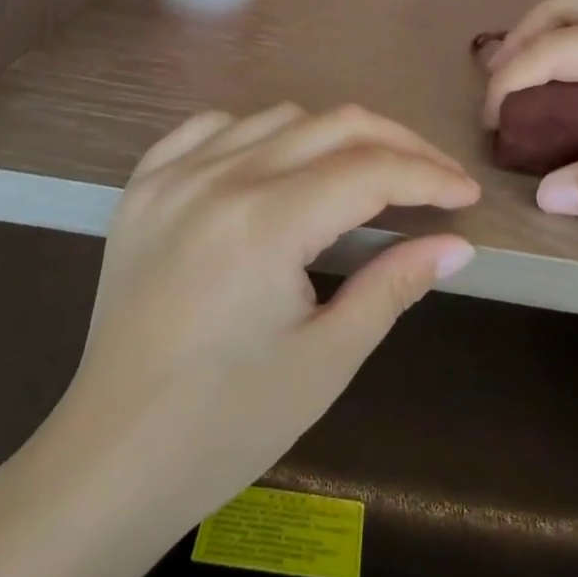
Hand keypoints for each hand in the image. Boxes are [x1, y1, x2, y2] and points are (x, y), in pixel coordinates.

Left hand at [37, 103, 479, 546]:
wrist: (111, 458)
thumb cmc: (227, 424)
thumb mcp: (327, 360)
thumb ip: (394, 286)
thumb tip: (455, 244)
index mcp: (265, 223)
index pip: (370, 171)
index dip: (428, 176)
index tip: (466, 193)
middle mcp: (219, 178)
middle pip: (333, 126)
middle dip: (397, 145)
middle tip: (435, 177)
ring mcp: (173, 175)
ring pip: (278, 117)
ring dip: (333, 136)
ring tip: (364, 175)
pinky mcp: (143, 186)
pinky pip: (210, 127)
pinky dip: (257, 132)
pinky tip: (275, 163)